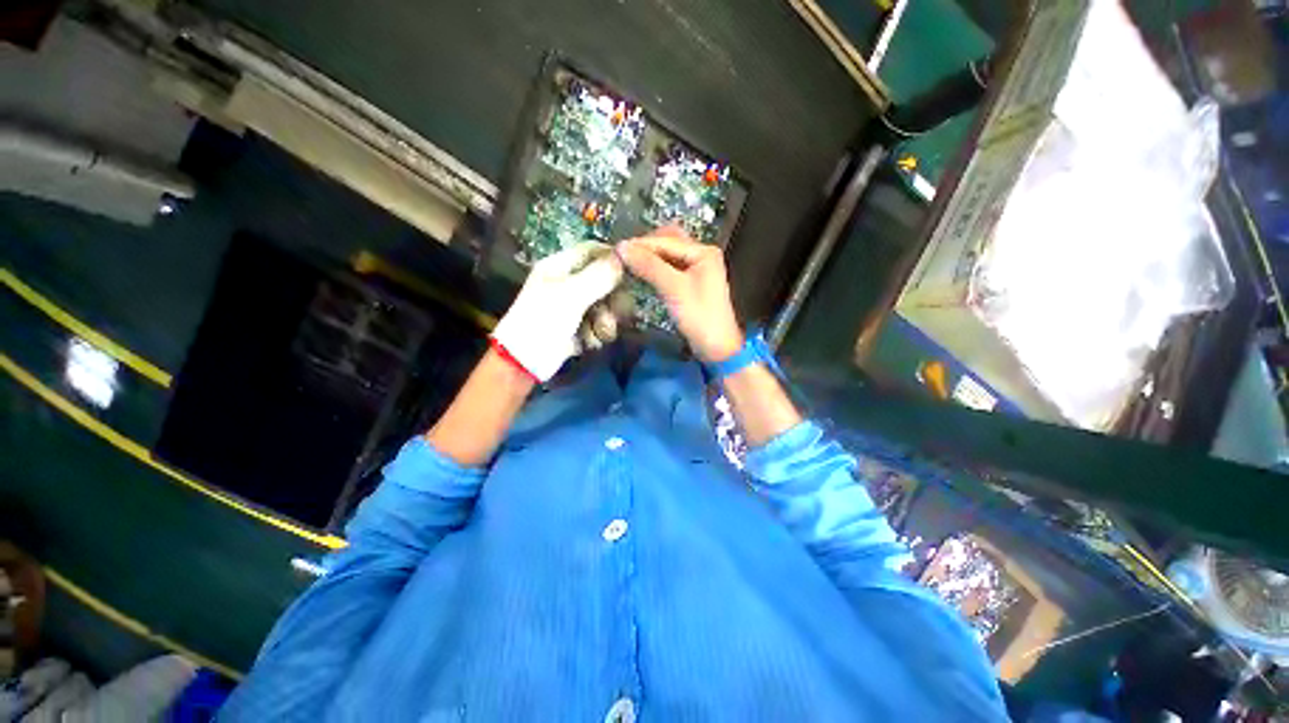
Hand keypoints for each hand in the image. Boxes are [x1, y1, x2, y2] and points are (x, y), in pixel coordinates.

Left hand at [492, 242, 623, 380]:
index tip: (632, 271)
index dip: (613, 258)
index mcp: (560, 267)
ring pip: (605, 306)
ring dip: (606, 321)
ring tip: (600, 331)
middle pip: (604, 281)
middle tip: (618, 311)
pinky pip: (599, 325)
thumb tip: (623, 258)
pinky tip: (588, 342)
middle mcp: (569, 283)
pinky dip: (596, 334)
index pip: (592, 250)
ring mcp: (574, 307)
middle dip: (613, 299)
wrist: (525, 362)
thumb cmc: (543, 320)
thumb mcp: (571, 294)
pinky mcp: (578, 327)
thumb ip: (599, 276)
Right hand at [618, 226, 743, 362]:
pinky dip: (655, 269)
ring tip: (627, 263)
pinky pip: (670, 269)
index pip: (666, 240)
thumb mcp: (673, 288)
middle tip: (622, 255)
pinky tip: (641, 273)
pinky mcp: (691, 284)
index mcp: (703, 251)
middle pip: (668, 242)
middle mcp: (701, 255)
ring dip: (649, 258)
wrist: (716, 348)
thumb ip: (649, 266)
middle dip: (645, 247)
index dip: (640, 244)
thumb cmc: (699, 316)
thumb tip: (621, 247)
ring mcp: (697, 269)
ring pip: (668, 256)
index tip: (615, 249)